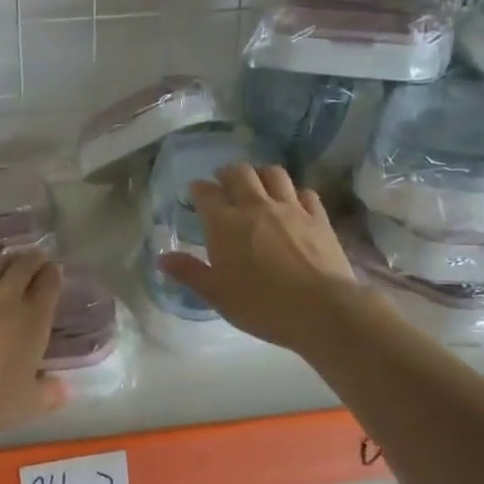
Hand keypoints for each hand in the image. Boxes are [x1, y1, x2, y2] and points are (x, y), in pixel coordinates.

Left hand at [0, 251, 66, 432]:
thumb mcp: (26, 404)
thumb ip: (48, 395)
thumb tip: (64, 388)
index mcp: (32, 318)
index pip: (48, 285)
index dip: (54, 274)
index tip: (56, 268)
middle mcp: (6, 298)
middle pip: (22, 267)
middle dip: (32, 259)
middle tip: (36, 257)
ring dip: (4, 262)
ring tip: (8, 262)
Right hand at [157, 164, 358, 352]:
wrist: (321, 310)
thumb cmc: (260, 305)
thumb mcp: (216, 294)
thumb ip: (189, 272)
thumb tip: (161, 258)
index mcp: (225, 223)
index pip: (206, 192)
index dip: (199, 189)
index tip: (196, 193)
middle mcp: (256, 206)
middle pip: (240, 173)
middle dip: (228, 174)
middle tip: (224, 184)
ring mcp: (290, 208)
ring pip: (274, 174)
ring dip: (261, 175)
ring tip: (258, 186)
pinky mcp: (318, 217)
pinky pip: (305, 193)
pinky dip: (295, 193)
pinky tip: (294, 204)